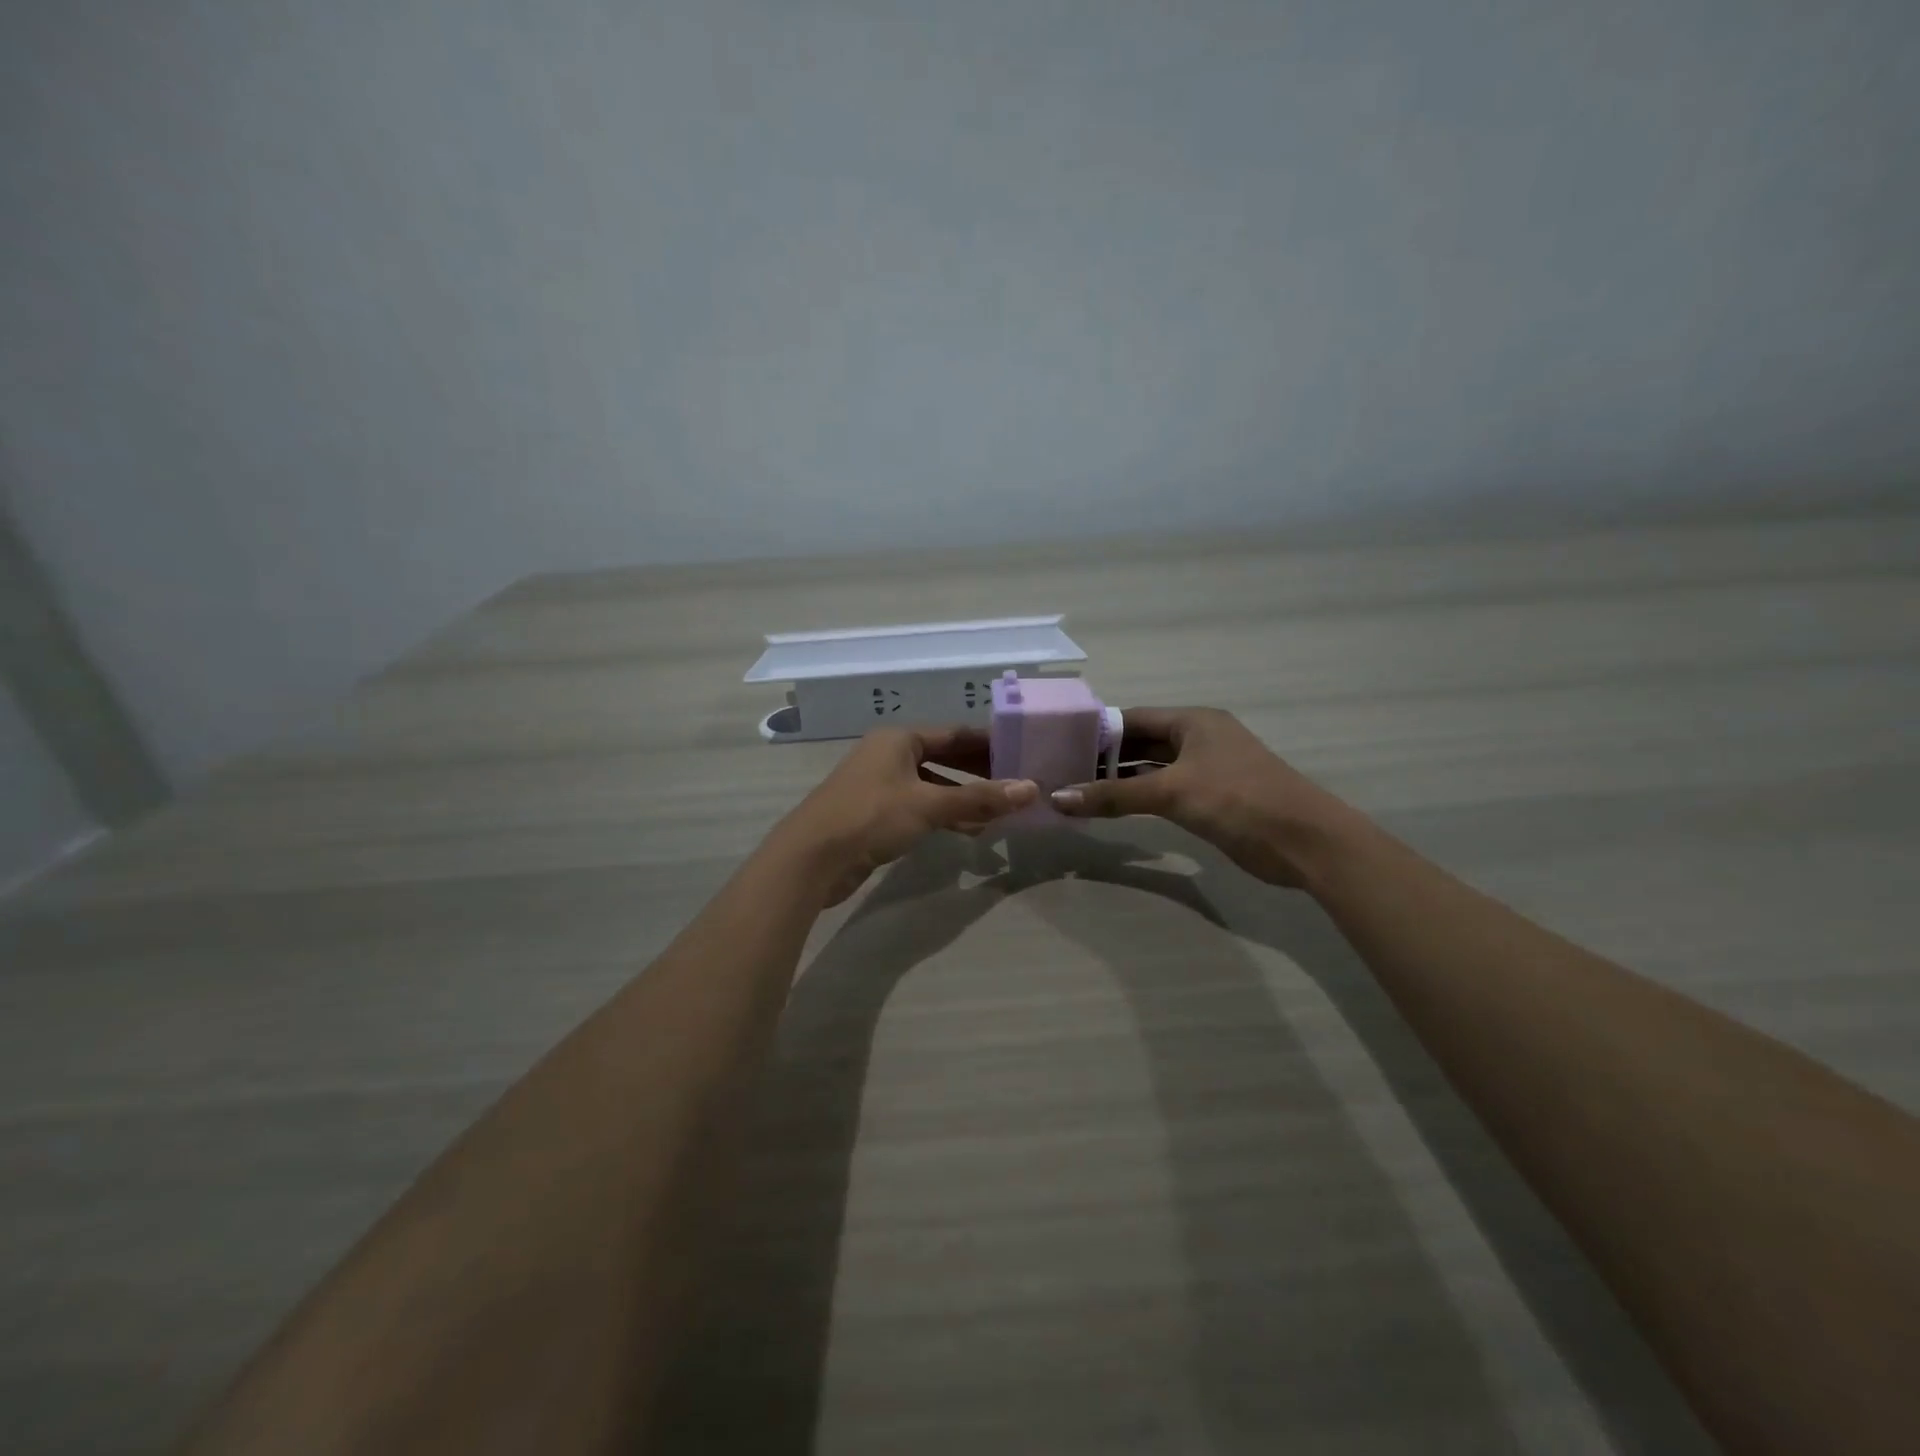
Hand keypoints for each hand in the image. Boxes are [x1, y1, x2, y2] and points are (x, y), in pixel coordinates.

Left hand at [771, 727, 1037, 905]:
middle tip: (1015, 784)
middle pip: (943, 758)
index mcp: (898, 739)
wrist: (811, 859)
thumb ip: (978, 798)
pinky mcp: (875, 815)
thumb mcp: (929, 805)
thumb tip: (1031, 789)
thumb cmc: (870, 817)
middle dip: (978, 773)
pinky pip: (919, 807)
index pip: (954, 734)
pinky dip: (944, 816)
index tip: (1020, 754)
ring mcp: (880, 786)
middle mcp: (888, 755)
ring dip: (963, 798)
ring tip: (1000, 813)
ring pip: (932, 786)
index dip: (988, 743)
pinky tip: (970, 831)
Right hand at [1048, 707, 1360, 888]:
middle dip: (1103, 758)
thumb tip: (1058, 798)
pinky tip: (1110, 810)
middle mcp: (1197, 738)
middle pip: (1139, 743)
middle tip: (1060, 772)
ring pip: (1151, 769)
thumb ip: (1114, 795)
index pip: (1131, 718)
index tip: (1057, 745)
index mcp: (1192, 721)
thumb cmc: (1237, 800)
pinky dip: (1139, 798)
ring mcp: (1205, 769)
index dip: (1095, 731)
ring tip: (1075, 791)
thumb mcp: (1171, 792)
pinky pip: (1164, 791)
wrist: (1304, 842)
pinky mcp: (1210, 799)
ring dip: (1119, 781)